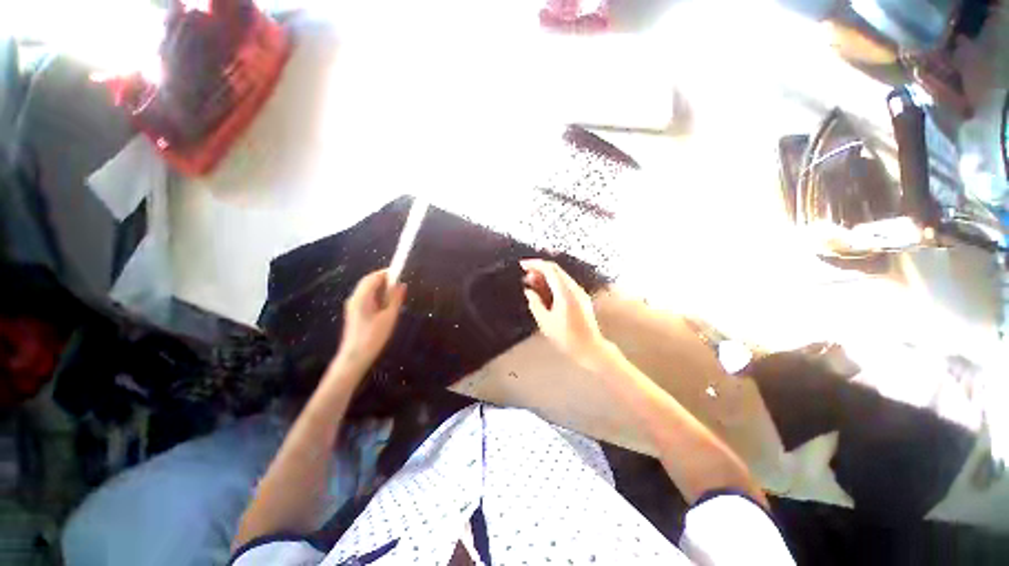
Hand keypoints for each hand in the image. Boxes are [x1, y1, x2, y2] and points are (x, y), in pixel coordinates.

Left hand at [335, 269, 405, 370]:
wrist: (354, 357)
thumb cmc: (373, 337)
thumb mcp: (389, 317)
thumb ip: (395, 299)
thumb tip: (402, 285)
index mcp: (361, 297)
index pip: (373, 277)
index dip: (387, 273)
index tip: (401, 272)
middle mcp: (354, 298)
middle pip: (369, 282)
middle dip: (384, 280)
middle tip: (400, 284)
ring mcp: (352, 306)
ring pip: (367, 290)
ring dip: (381, 288)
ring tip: (396, 295)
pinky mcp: (354, 313)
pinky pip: (366, 298)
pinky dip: (377, 296)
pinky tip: (386, 306)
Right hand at [520, 259, 608, 365]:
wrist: (590, 348)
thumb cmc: (566, 337)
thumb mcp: (545, 322)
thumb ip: (535, 303)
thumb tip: (529, 291)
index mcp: (565, 292)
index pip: (549, 269)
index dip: (535, 264)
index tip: (522, 264)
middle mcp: (574, 288)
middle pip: (556, 270)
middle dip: (539, 269)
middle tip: (525, 276)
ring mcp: (580, 292)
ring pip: (560, 277)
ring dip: (545, 277)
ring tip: (532, 283)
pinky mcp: (581, 298)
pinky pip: (565, 284)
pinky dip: (553, 284)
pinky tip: (544, 291)